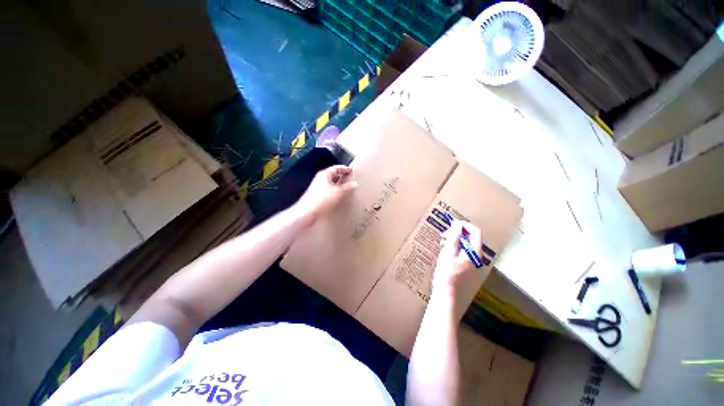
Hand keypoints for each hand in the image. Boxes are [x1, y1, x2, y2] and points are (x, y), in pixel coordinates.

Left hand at [293, 165, 357, 224]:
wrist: (307, 212)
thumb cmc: (322, 199)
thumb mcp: (338, 192)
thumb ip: (347, 187)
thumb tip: (355, 183)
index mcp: (325, 175)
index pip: (336, 168)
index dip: (344, 169)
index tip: (351, 171)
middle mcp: (320, 179)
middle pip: (333, 175)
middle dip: (342, 177)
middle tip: (350, 180)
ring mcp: (317, 188)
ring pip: (330, 184)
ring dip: (338, 185)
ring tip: (347, 189)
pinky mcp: (316, 196)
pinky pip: (328, 191)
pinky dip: (334, 192)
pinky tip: (339, 198)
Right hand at [433, 220, 482, 293]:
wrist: (447, 297)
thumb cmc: (447, 274)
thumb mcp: (448, 253)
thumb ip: (454, 237)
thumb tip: (457, 224)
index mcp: (474, 253)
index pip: (475, 232)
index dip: (464, 225)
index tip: (452, 224)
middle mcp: (477, 258)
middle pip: (471, 239)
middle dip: (458, 233)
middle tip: (444, 234)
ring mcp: (473, 265)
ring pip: (466, 246)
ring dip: (455, 241)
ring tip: (442, 243)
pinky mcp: (467, 270)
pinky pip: (463, 254)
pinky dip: (455, 249)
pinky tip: (445, 253)